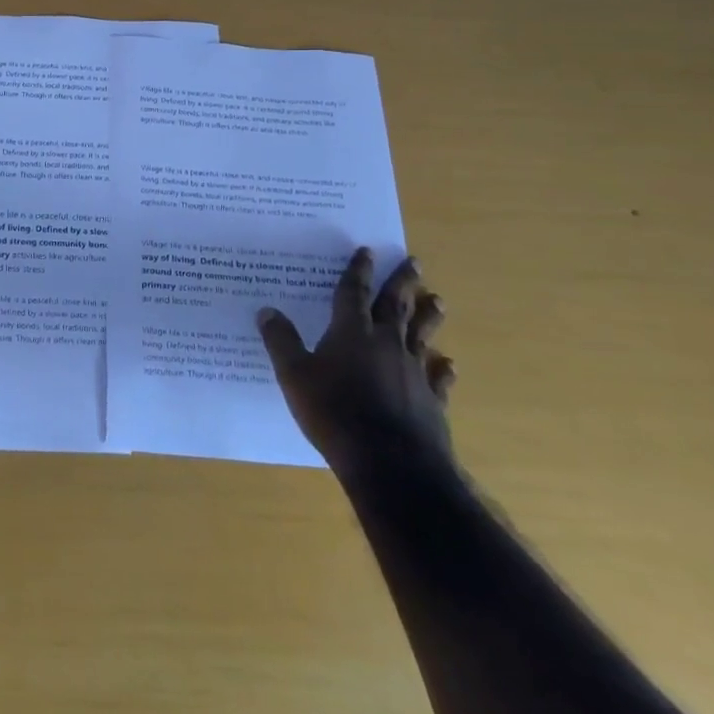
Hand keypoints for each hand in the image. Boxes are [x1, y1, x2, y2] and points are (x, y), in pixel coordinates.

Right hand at [259, 248, 454, 475]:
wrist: (390, 462)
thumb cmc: (334, 412)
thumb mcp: (294, 375)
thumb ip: (281, 341)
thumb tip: (266, 311)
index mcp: (351, 332)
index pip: (354, 292)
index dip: (358, 270)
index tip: (366, 251)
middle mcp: (386, 343)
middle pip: (395, 305)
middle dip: (401, 281)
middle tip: (414, 261)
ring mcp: (412, 371)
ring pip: (421, 335)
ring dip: (428, 316)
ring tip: (437, 300)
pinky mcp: (431, 401)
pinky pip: (437, 378)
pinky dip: (442, 369)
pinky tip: (447, 364)